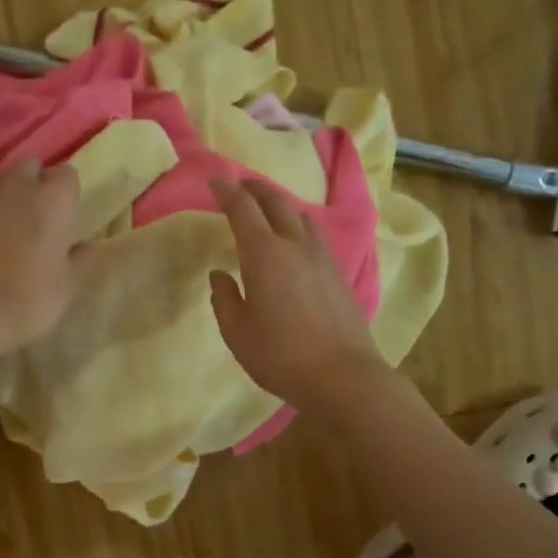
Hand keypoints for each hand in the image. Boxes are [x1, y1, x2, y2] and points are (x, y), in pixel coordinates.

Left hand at [0, 158, 85, 357]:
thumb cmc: (32, 298)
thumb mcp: (70, 285)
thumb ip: (83, 259)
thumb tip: (87, 246)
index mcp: (52, 199)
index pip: (67, 174)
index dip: (67, 194)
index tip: (67, 217)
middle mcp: (16, 186)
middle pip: (30, 166)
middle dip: (36, 183)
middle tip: (39, 217)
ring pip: (0, 180)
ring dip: (9, 195)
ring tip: (11, 225)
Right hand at [209, 175, 389, 412]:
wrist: (343, 376)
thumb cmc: (281, 355)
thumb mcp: (237, 332)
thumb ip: (224, 299)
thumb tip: (221, 275)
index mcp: (264, 254)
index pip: (243, 209)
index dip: (227, 191)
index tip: (214, 181)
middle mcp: (295, 245)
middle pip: (276, 201)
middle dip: (255, 188)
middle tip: (240, 186)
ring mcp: (322, 257)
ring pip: (301, 214)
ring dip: (280, 203)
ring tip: (267, 209)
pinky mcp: (339, 273)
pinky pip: (314, 234)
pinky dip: (297, 224)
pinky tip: (294, 239)